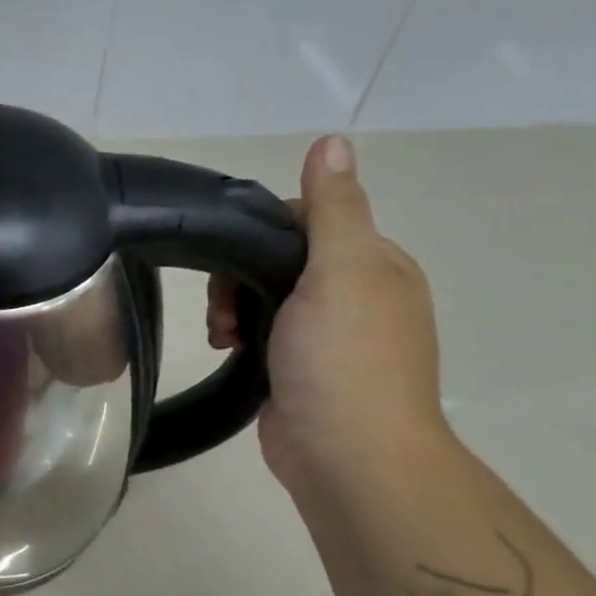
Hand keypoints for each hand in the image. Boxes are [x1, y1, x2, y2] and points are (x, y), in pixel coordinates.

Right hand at [208, 135, 448, 494]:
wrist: (346, 455)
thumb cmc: (344, 358)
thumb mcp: (342, 270)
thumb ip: (333, 208)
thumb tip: (333, 140)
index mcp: (374, 264)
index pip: (311, 219)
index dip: (266, 232)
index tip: (238, 259)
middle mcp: (354, 295)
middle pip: (282, 259)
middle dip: (242, 276)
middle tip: (225, 308)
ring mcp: (326, 338)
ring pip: (266, 298)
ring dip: (234, 308)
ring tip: (222, 336)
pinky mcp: (299, 371)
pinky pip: (261, 335)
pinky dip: (240, 337)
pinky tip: (229, 351)